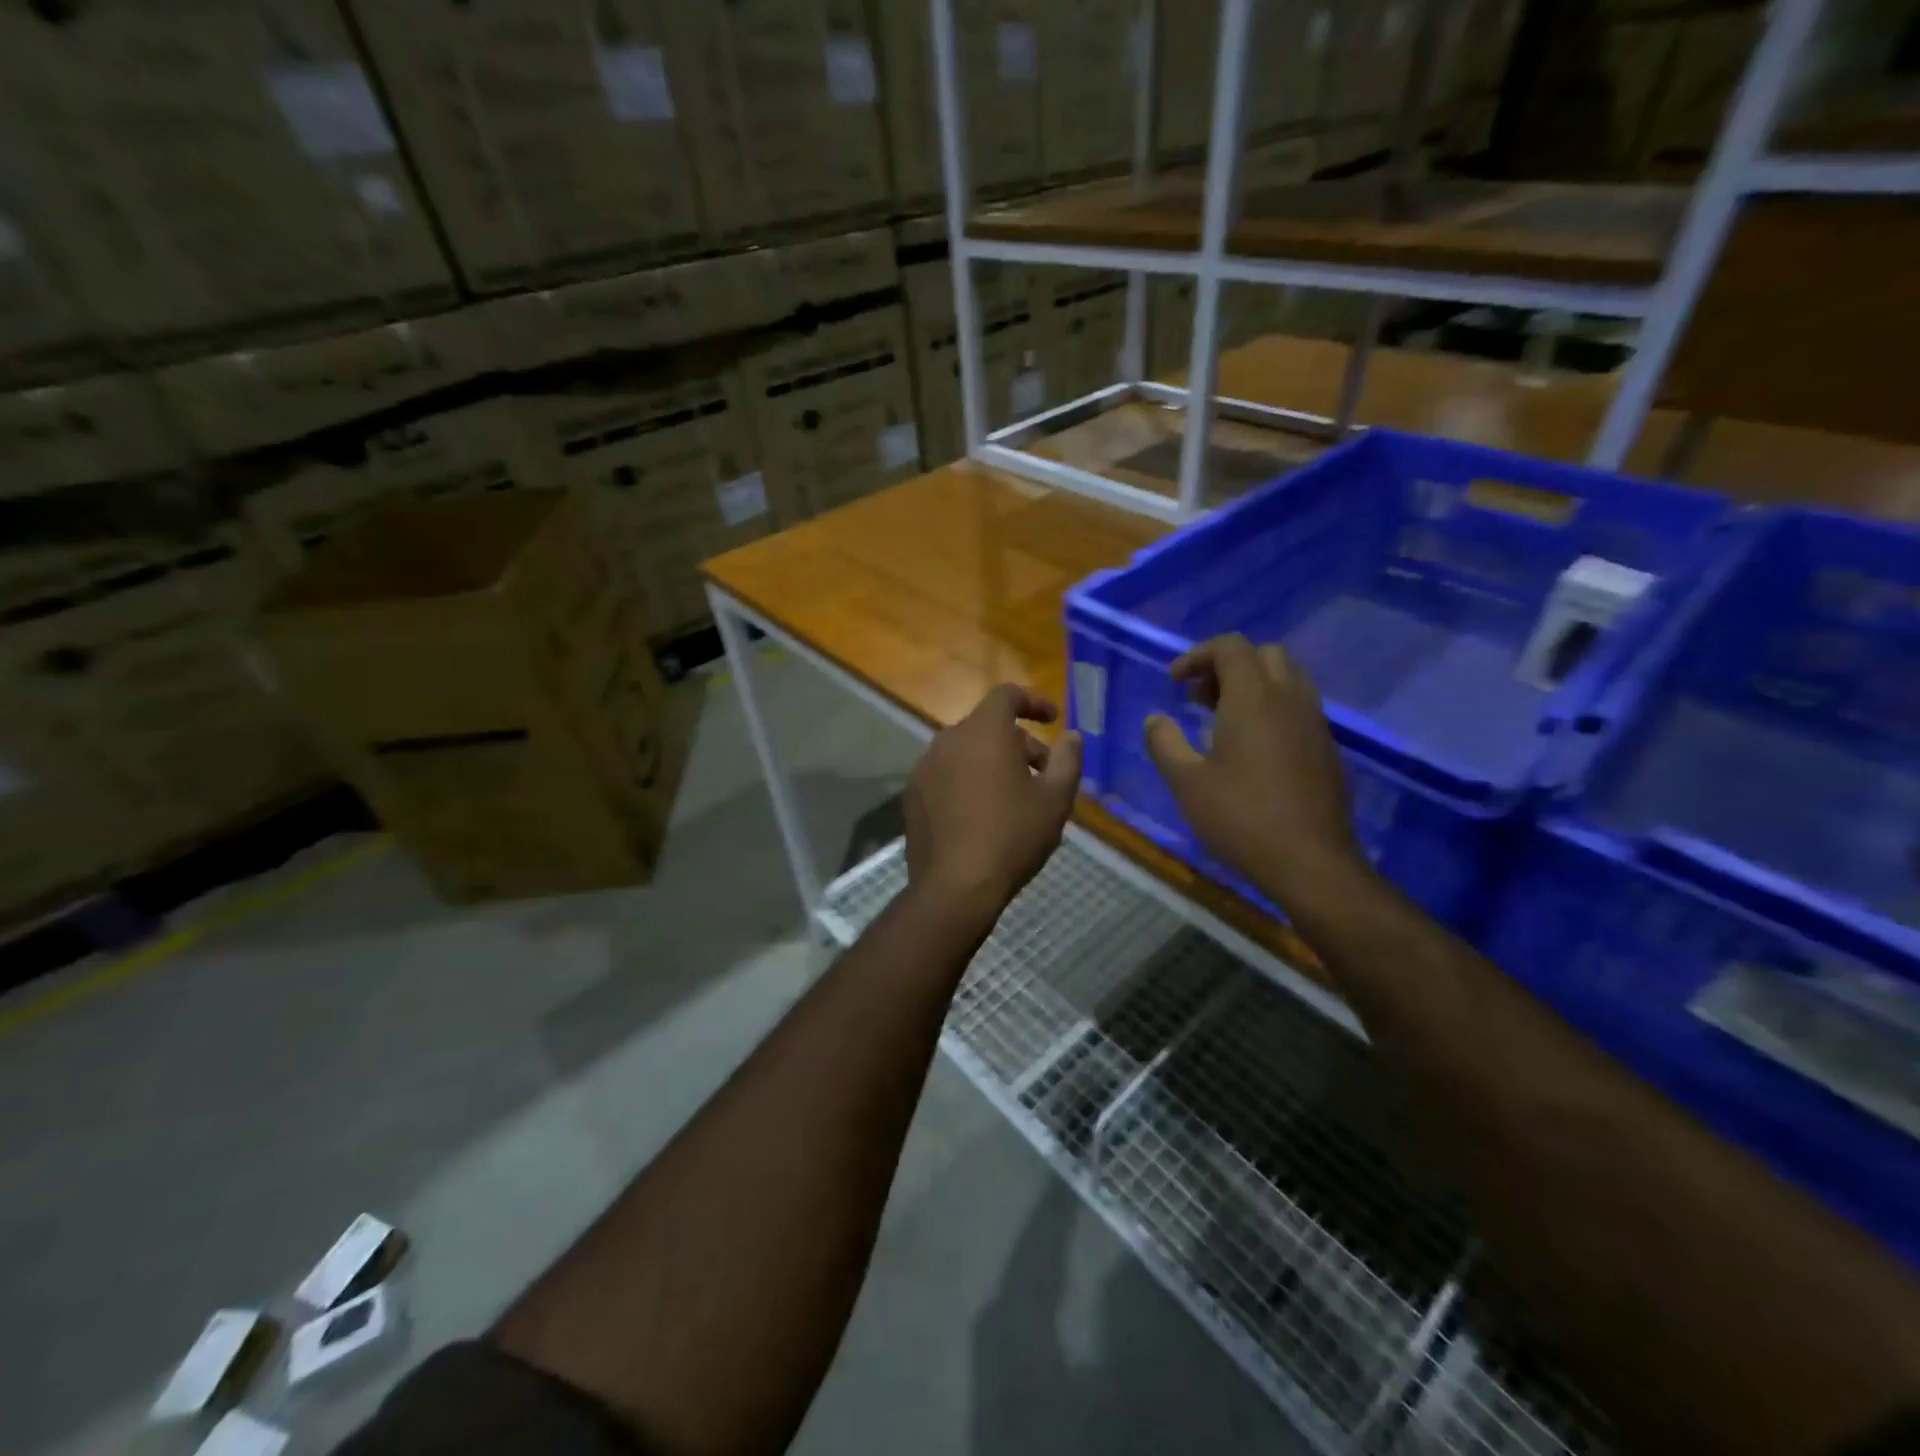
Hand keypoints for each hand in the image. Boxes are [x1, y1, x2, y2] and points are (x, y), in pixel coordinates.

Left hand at [905, 685, 1082, 919]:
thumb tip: (1072, 736)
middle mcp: (948, 739)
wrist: (955, 887)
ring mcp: (925, 767)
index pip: (1007, 695)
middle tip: (1042, 773)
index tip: (1053, 719)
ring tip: (1014, 797)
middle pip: (987, 726)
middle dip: (1019, 742)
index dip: (1033, 701)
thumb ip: (1068, 760)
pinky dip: (967, 781)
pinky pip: (946, 775)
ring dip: (992, 762)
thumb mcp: (1055, 799)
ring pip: (965, 751)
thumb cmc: (1013, 836)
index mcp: (984, 731)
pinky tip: (981, 815)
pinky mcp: (912, 794)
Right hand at [1144, 636, 1367, 909]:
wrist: (1311, 862)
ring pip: (1287, 679)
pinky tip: (1252, 749)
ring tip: (1222, 720)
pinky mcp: (1327, 748)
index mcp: (1254, 698)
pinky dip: (1273, 708)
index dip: (1198, 655)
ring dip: (1253, 685)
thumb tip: (1155, 719)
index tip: (1174, 682)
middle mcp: (1290, 699)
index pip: (1231, 647)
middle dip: (1228, 665)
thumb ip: (1164, 743)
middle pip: (1264, 655)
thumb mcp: (1186, 783)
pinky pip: (1299, 708)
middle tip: (1200, 698)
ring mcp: (1315, 723)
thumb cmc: (1241, 818)